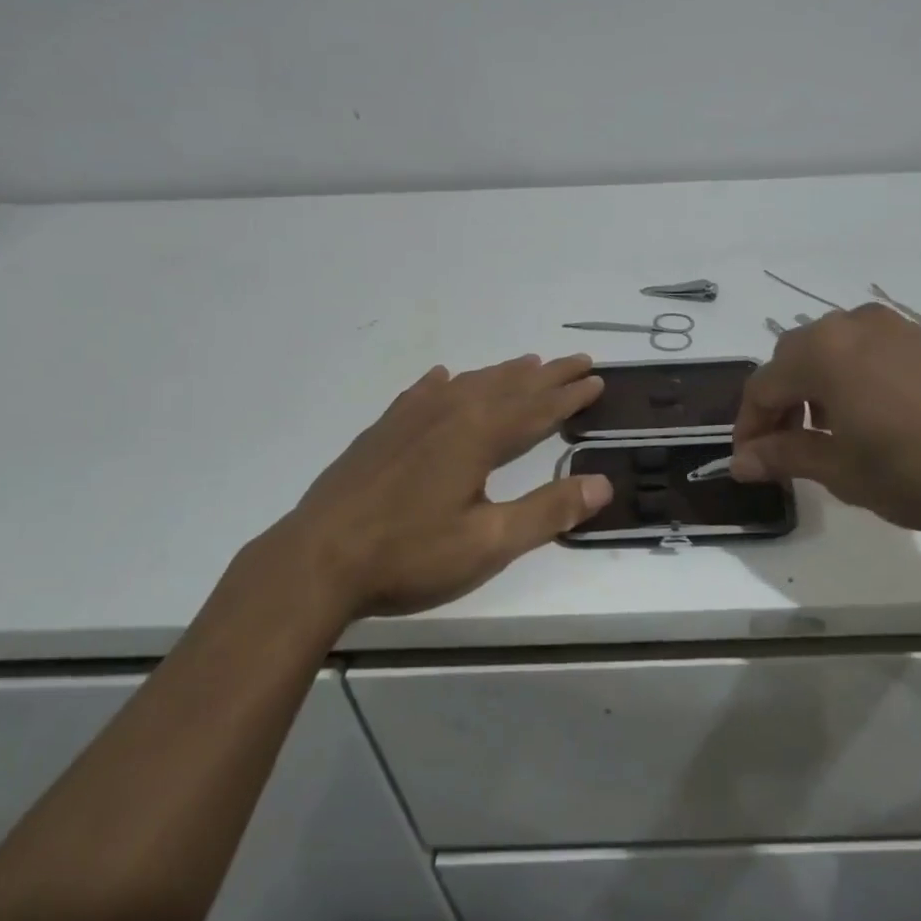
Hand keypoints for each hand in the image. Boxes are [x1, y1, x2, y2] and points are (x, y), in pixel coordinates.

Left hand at [238, 354, 610, 619]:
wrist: (316, 559)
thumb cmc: (409, 554)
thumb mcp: (489, 543)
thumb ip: (548, 512)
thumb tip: (604, 483)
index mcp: (478, 436)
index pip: (538, 408)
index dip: (570, 396)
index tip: (597, 379)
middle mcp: (449, 413)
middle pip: (509, 387)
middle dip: (548, 375)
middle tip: (578, 361)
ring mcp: (410, 419)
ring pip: (469, 384)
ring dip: (503, 374)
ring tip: (527, 363)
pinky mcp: (382, 431)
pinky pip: (422, 393)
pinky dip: (444, 382)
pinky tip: (443, 377)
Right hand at [730, 304, 920, 531]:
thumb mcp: (844, 471)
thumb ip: (785, 458)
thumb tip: (740, 461)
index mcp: (822, 353)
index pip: (762, 386)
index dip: (749, 426)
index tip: (750, 463)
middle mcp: (852, 326)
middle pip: (793, 359)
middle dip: (781, 403)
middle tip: (788, 447)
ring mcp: (896, 326)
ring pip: (834, 350)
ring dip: (818, 387)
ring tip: (834, 432)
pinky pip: (872, 350)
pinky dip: (856, 378)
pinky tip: (880, 416)